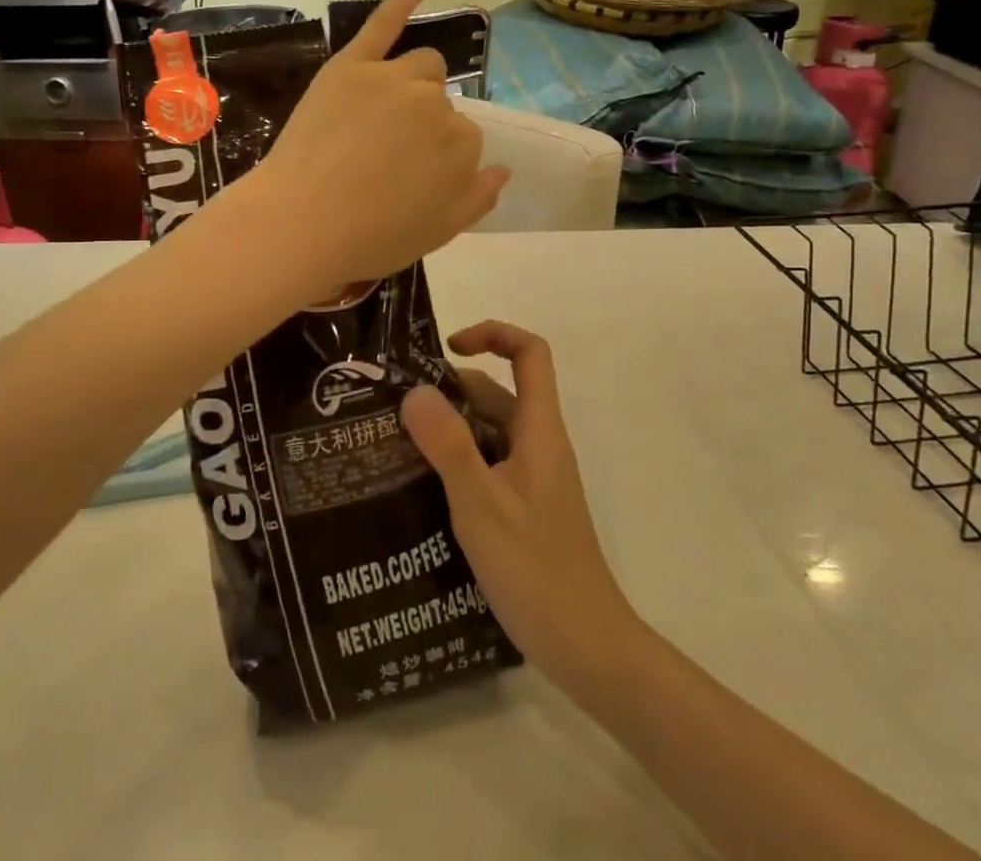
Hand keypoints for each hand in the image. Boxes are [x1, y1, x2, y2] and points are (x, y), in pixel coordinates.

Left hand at [257, 0, 508, 285]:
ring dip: (412, 86)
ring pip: (420, 67)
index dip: (438, 160)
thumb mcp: (438, 233)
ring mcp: (391, 78)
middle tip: (387, 156)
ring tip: (379, 118)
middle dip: (424, 124)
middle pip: (441, 100)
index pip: (465, 138)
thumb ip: (478, 198)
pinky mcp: (351, 65)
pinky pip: (385, 21)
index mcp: (463, 145)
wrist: (299, 224)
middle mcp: (435, 103)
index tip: (411, 179)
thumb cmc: (369, 237)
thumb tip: (504, 168)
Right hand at [400, 322, 642, 700]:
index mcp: (538, 429)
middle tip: (394, 405)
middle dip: (450, 390)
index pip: (529, 353)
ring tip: (393, 442)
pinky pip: (488, 466)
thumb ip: (447, 444)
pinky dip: (457, 463)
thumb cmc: (535, 568)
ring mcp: (533, 478)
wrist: (587, 647)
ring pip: (489, 432)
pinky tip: (419, 486)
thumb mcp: (480, 503)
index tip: (447, 348)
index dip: (493, 334)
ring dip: (449, 429)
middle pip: (498, 392)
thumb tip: (414, 390)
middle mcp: (538, 444)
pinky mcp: (525, 508)